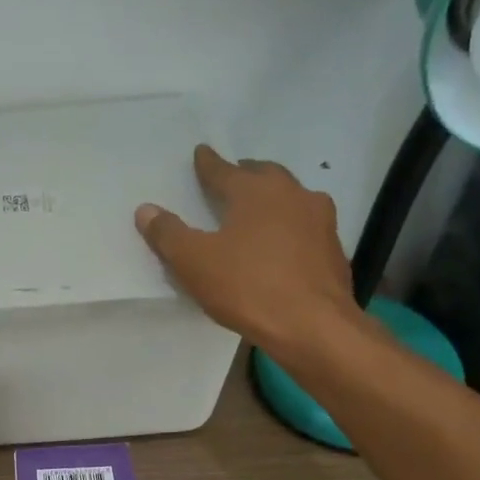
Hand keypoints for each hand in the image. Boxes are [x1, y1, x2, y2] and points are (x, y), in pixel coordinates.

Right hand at [135, 145, 357, 352]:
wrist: (314, 327)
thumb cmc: (248, 287)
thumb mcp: (194, 262)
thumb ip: (168, 234)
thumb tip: (146, 210)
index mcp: (256, 191)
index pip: (224, 170)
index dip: (208, 163)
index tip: (201, 153)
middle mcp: (293, 195)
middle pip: (265, 176)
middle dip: (245, 174)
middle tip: (231, 178)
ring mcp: (320, 221)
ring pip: (291, 198)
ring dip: (273, 199)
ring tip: (257, 211)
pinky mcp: (333, 250)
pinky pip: (305, 227)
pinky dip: (290, 227)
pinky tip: (281, 245)